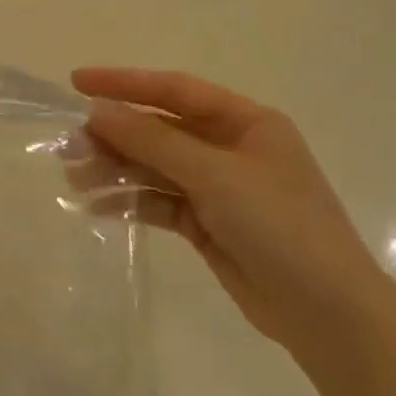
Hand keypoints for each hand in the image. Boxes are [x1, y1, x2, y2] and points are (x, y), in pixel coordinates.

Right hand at [72, 68, 387, 353]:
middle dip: (114, 135)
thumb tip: (97, 111)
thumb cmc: (280, 225)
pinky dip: (130, 202)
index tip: (77, 83)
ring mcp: (218, 188)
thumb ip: (153, 141)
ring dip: (116, 169)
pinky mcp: (206, 224)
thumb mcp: (215, 175)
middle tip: (69, 147)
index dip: (125, 82)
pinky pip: (159, 202)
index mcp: (245, 121)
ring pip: (154, 167)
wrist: (326, 313)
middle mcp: (230, 148)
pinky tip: (98, 207)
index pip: (175, 90)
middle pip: (160, 130)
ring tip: (75, 180)